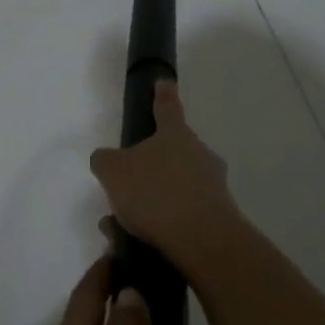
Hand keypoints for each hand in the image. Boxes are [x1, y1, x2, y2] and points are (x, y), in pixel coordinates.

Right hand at [89, 80, 245, 271]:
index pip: (167, 107)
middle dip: (151, 166)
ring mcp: (213, 185)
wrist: (203, 241)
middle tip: (127, 186)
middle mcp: (199, 154)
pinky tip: (142, 241)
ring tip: (124, 225)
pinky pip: (184, 213)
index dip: (162, 94)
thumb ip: (105, 160)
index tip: (164, 82)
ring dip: (153, 200)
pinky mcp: (220, 216)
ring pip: (176, 186)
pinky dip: (164, 223)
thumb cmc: (155, 194)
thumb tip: (107, 159)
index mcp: (175, 134)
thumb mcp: (113, 171)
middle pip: (172, 152)